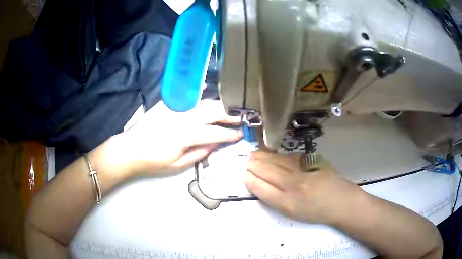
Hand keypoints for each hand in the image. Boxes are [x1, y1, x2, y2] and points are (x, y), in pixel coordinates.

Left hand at [105, 100, 242, 177]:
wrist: (129, 149)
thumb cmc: (153, 162)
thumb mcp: (178, 165)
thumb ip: (199, 153)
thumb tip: (216, 143)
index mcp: (185, 136)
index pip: (215, 133)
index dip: (230, 133)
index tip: (241, 134)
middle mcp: (182, 118)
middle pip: (212, 111)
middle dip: (229, 114)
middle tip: (240, 118)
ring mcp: (174, 108)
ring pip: (202, 102)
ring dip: (218, 104)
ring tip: (228, 108)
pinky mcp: (166, 104)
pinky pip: (186, 95)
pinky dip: (197, 91)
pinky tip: (204, 87)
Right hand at [244, 151, 361, 223]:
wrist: (341, 201)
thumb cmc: (315, 212)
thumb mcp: (292, 213)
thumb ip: (274, 198)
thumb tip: (259, 183)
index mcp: (287, 203)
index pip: (261, 187)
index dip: (250, 179)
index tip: (244, 173)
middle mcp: (293, 185)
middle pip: (267, 171)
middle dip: (253, 165)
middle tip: (246, 162)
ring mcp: (303, 170)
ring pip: (276, 160)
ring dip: (262, 156)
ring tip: (253, 154)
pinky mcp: (311, 161)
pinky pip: (288, 156)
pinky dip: (277, 155)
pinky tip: (271, 153)